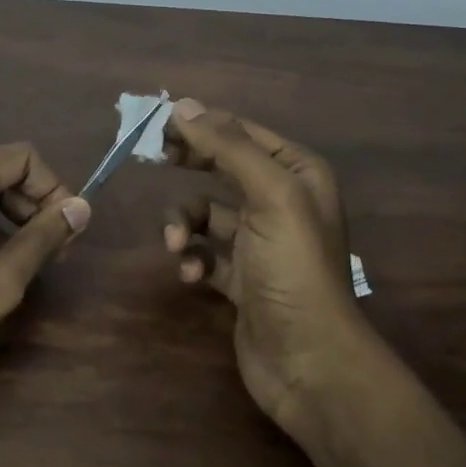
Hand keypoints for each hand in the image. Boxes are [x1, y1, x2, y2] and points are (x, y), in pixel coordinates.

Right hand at [161, 99, 366, 425]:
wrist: (310, 361)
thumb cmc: (294, 268)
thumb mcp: (269, 195)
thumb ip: (228, 147)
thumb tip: (183, 106)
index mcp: (297, 174)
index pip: (242, 132)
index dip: (202, 124)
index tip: (158, 125)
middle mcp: (281, 201)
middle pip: (222, 166)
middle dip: (190, 164)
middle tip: (155, 160)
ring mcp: (260, 242)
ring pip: (206, 213)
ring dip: (184, 224)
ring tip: (176, 244)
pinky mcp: (240, 278)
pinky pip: (204, 253)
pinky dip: (192, 259)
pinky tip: (190, 274)